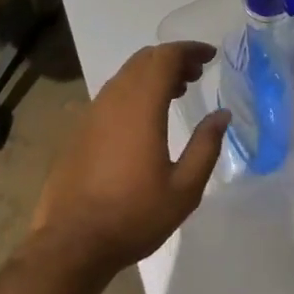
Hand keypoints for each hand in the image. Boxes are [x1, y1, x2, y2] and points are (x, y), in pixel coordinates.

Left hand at [28, 42, 229, 277]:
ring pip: (126, 75)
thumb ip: (206, 146)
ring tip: (177, 91)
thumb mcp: (183, 189)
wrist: (72, 243)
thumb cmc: (133, 215)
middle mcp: (114, 99)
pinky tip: (145, 117)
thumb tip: (222, 115)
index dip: (189, 50)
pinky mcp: (80, 129)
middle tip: (197, 74)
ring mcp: (92, 112)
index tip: (210, 56)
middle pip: (145, 59)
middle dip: (173, 59)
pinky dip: (135, 90)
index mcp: (141, 106)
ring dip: (153, 74)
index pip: (165, 57)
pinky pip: (112, 94)